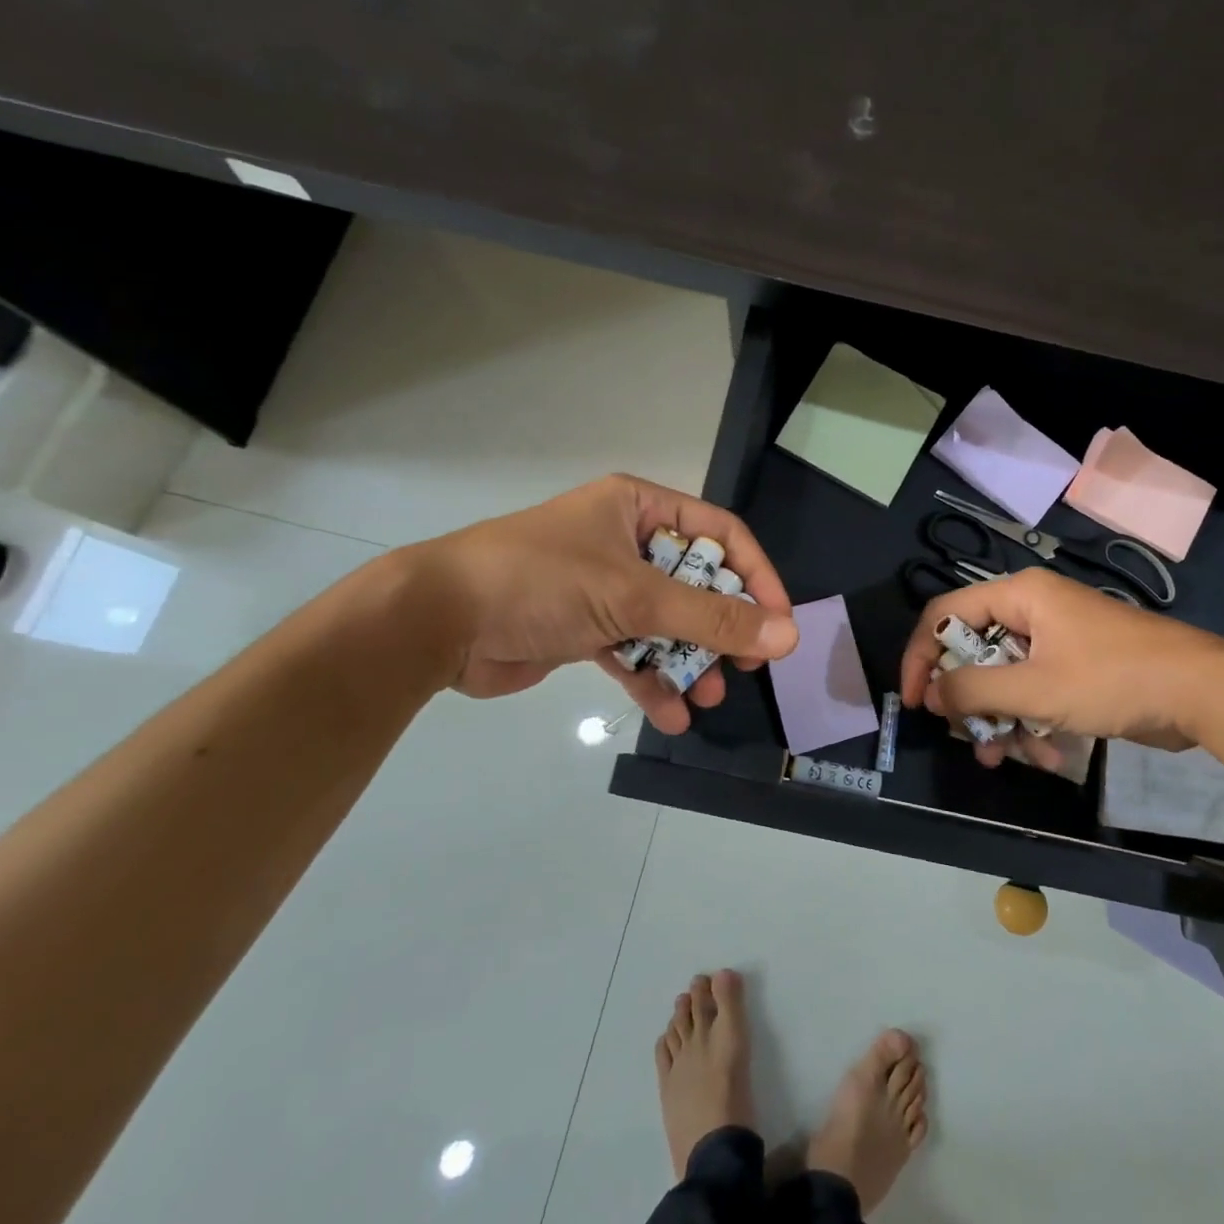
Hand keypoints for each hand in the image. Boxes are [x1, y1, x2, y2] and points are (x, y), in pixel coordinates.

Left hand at [408, 474, 796, 731]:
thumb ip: (712, 618)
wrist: (436, 623)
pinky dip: (652, 680)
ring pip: (666, 623)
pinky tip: (672, 715)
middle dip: (720, 628)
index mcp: (638, 508)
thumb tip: (786, 634)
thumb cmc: (542, 583)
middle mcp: (625, 541)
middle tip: (746, 665)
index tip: (778, 621)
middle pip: (695, 583)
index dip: (755, 576)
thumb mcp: (635, 597)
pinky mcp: (584, 628)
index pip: (719, 534)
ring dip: (690, 661)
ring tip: (710, 697)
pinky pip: (632, 651)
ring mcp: (604, 586)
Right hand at [899, 567, 1223, 767]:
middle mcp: (1031, 610)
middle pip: (974, 651)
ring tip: (1002, 758)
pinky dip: (1032, 723)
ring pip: (1003, 678)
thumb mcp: (1034, 689)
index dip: (921, 656)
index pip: (944, 614)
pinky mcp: (1075, 667)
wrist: (1203, 693)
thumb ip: (974, 690)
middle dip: (969, 700)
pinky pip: (1034, 691)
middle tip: (965, 736)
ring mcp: (1055, 639)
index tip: (916, 701)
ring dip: (1000, 720)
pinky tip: (1046, 756)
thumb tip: (932, 694)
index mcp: (1018, 596)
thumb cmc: (1112, 679)